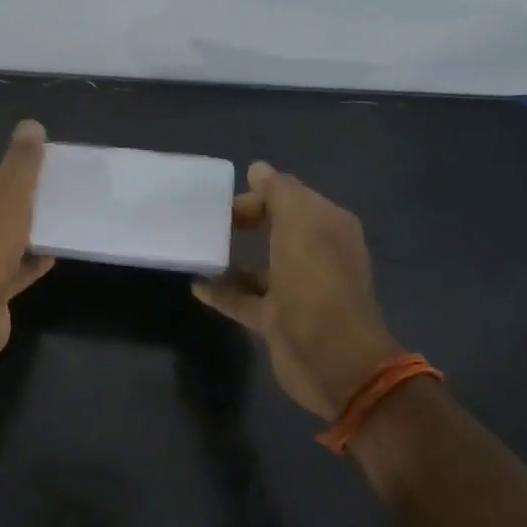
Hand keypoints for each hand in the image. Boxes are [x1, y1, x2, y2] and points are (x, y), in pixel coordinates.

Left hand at [0, 119, 55, 359]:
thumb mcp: (9, 193)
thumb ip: (22, 161)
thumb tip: (31, 125)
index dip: (10, 177)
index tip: (39, 181)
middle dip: (20, 207)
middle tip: (53, 204)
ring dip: (25, 237)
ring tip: (58, 228)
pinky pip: (6, 271)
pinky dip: (27, 264)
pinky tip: (53, 257)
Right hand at [192, 161, 404, 420]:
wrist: (331, 357)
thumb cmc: (316, 280)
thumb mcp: (299, 222)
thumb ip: (278, 192)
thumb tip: (258, 169)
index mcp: (328, 227)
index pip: (292, 197)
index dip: (260, 194)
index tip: (226, 202)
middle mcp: (316, 255)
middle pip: (276, 228)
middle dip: (245, 220)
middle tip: (210, 221)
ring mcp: (297, 290)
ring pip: (260, 266)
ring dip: (232, 257)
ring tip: (198, 248)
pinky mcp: (277, 320)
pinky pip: (244, 298)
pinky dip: (222, 291)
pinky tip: (196, 285)